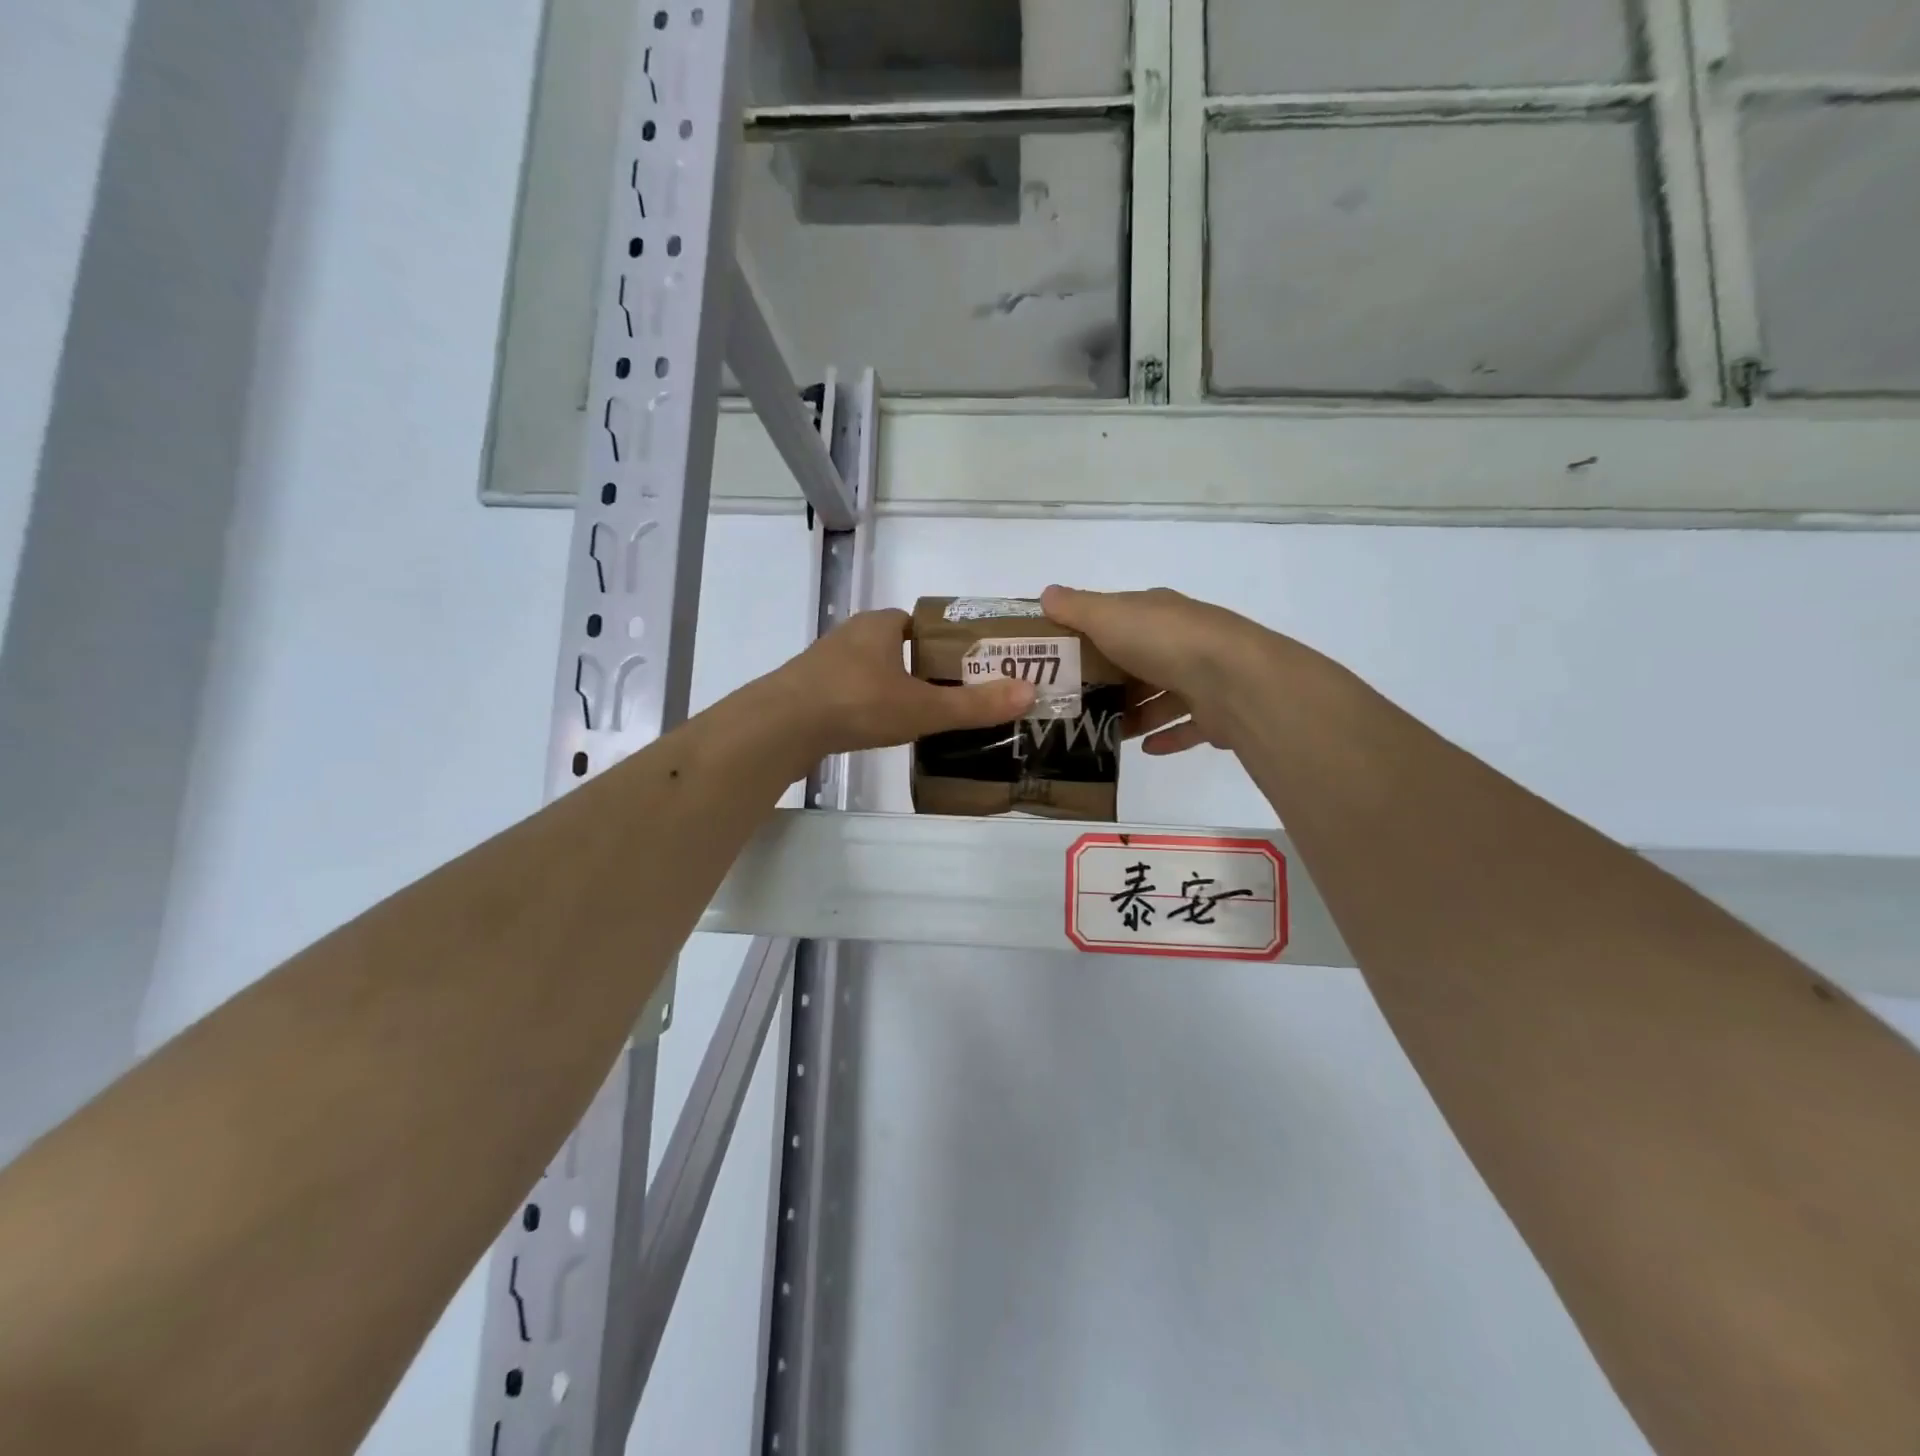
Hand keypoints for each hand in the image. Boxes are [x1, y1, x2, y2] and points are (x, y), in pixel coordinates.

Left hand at [775, 608, 1034, 758]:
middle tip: (949, 696)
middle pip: (896, 646)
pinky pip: (847, 692)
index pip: (920, 623)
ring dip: (890, 687)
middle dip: (920, 668)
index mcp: (881, 626)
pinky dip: (864, 705)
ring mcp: (825, 663)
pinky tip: (874, 729)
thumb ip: (974, 705)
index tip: (965, 667)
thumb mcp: (923, 707)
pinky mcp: (806, 691)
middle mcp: (852, 635)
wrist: (781, 727)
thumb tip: (1029, 694)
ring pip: (869, 670)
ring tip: (917, 716)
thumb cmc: (857, 703)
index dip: (944, 641)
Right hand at [1040, 585, 1269, 755]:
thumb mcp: (1108, 616)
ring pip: (1163, 696)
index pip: (1120, 619)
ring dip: (1136, 713)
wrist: (1234, 679)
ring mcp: (1203, 676)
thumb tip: (1046, 593)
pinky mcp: (1217, 713)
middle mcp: (1182, 640)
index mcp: (1157, 613)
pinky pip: (1188, 726)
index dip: (1092, 634)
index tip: (1063, 659)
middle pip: (1140, 660)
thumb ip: (1076, 608)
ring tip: (1104, 730)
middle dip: (1112, 680)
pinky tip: (1144, 748)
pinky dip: (1166, 736)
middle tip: (1075, 703)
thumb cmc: (1164, 641)